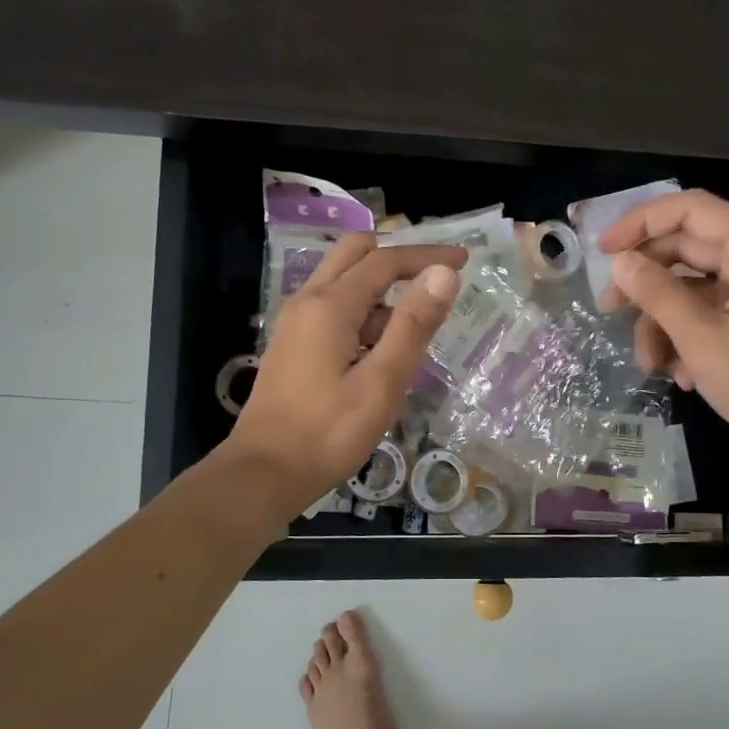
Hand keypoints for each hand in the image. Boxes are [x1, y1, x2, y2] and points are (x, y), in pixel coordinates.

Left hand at [225, 234, 465, 517]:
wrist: (264, 473)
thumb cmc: (328, 433)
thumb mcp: (381, 382)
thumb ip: (413, 326)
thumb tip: (443, 274)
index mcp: (330, 306)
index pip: (385, 261)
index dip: (427, 256)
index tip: (464, 259)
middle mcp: (308, 301)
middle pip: (355, 254)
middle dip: (398, 258)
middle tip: (436, 278)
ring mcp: (295, 323)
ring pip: (343, 283)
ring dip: (381, 291)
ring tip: (418, 327)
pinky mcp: (293, 345)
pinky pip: (332, 310)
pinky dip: (363, 313)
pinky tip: (384, 349)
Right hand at [599, 190, 728, 471]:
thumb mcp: (703, 338)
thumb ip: (658, 295)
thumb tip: (620, 262)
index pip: (690, 210)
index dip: (642, 223)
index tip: (604, 251)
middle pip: (687, 252)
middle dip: (646, 284)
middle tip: (609, 309)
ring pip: (693, 292)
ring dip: (664, 324)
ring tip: (650, 364)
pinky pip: (710, 318)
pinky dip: (688, 342)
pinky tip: (682, 377)